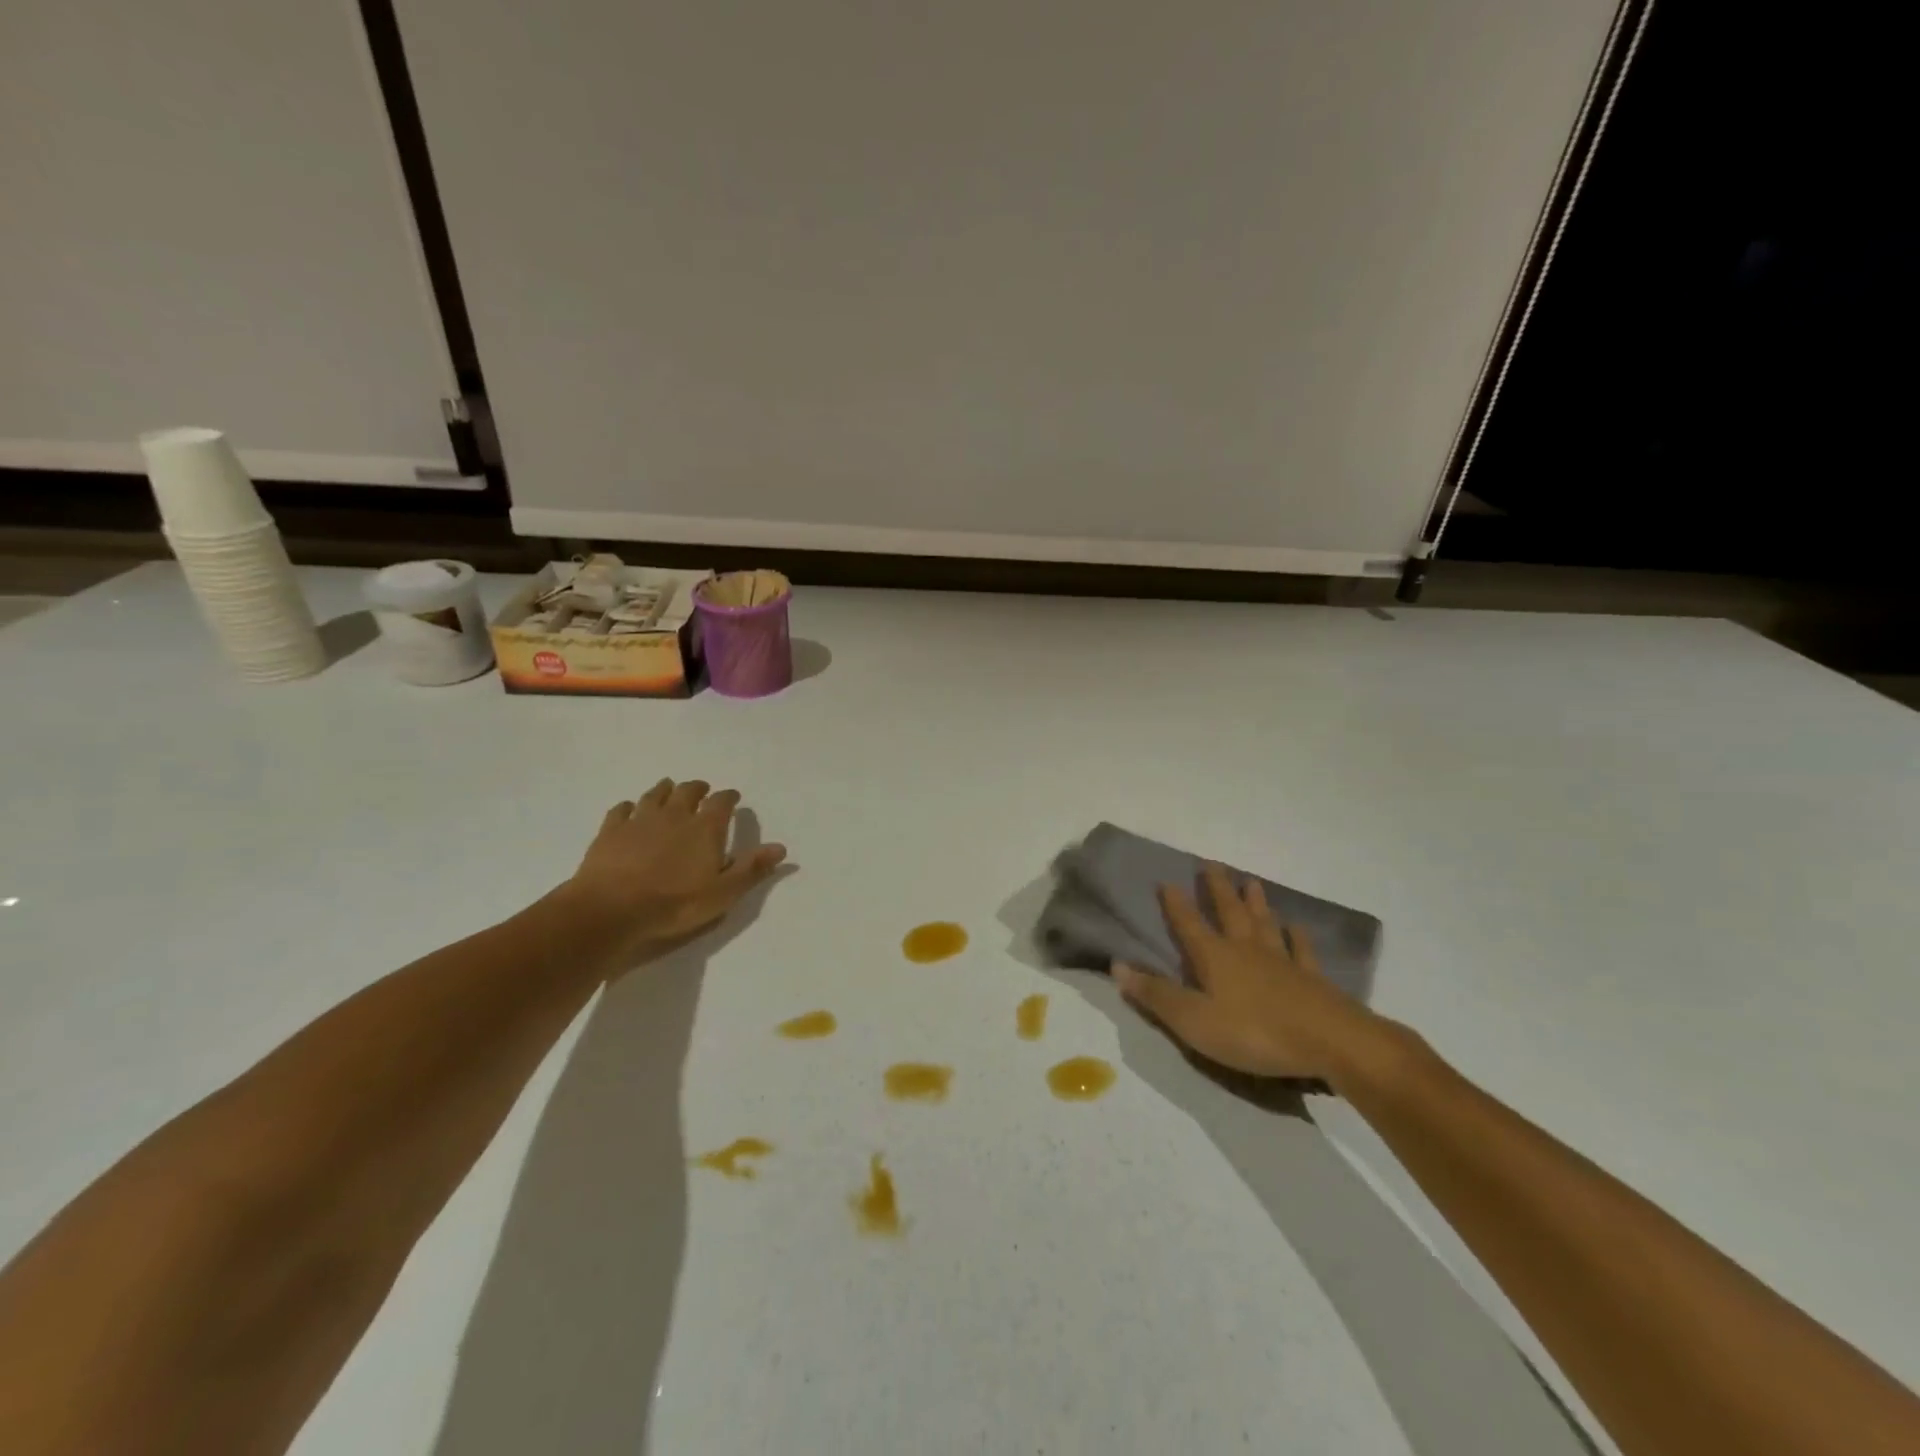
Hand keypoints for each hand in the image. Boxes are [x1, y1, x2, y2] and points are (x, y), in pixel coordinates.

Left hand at [564, 778, 787, 958]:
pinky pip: (622, 810)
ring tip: (669, 789)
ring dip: (665, 790)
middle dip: (697, 788)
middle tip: (702, 790)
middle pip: (688, 791)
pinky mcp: (611, 831)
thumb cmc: (675, 904)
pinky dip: (629, 807)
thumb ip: (752, 868)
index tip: (733, 797)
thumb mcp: (723, 893)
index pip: (722, 803)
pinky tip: (629, 810)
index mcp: (705, 828)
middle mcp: (675, 815)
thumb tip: (781, 848)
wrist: (612, 909)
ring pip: (655, 795)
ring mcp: (640, 820)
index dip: (729, 798)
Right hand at [1113, 862, 1392, 1082]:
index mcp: (1214, 957)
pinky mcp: (1311, 980)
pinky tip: (1297, 927)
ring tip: (1251, 882)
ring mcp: (1282, 961)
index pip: (1188, 924)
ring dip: (1256, 902)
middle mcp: (1245, 949)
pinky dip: (1297, 937)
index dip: (1175, 904)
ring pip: (1264, 923)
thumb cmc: (1253, 1032)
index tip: (1166, 880)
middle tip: (1212, 864)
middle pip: (1229, 912)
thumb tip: (1117, 966)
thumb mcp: (1193, 1021)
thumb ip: (1156, 995)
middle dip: (1217, 889)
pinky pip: (1301, 951)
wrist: (1330, 1042)